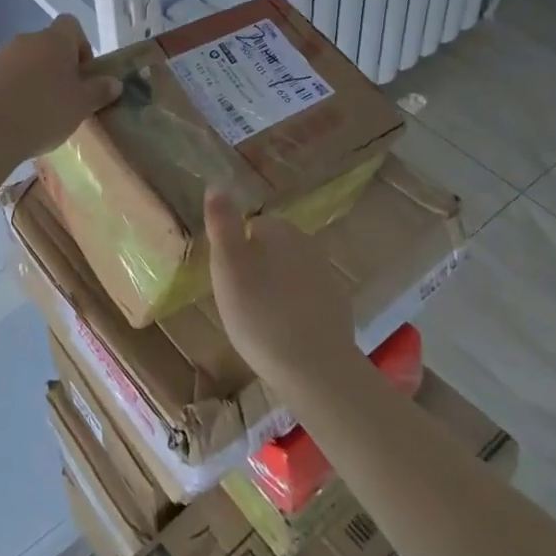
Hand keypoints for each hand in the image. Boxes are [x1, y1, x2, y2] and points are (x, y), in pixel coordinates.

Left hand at [0, 15, 122, 167]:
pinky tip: (17, 115)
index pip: (71, 25)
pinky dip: (13, 88)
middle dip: (57, 65)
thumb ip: (100, 90)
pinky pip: (5, 75)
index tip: (83, 73)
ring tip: (39, 110)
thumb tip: (114, 82)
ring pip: (25, 60)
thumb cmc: (44, 111)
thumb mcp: (82, 105)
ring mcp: (1, 55)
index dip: (80, 45)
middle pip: (47, 44)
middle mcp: (27, 39)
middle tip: (65, 96)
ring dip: (34, 76)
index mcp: (54, 40)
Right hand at [206, 192, 357, 388]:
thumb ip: (222, 223)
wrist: (315, 368)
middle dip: (257, 269)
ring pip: (290, 274)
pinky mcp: (338, 308)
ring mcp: (327, 276)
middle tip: (240, 302)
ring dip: (275, 290)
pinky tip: (284, 336)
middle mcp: (308, 243)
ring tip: (260, 322)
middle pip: (272, 249)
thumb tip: (216, 186)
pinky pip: (307, 300)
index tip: (227, 281)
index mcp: (280, 229)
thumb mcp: (227, 265)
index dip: (235, 253)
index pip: (252, 226)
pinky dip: (295, 311)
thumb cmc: (260, 312)